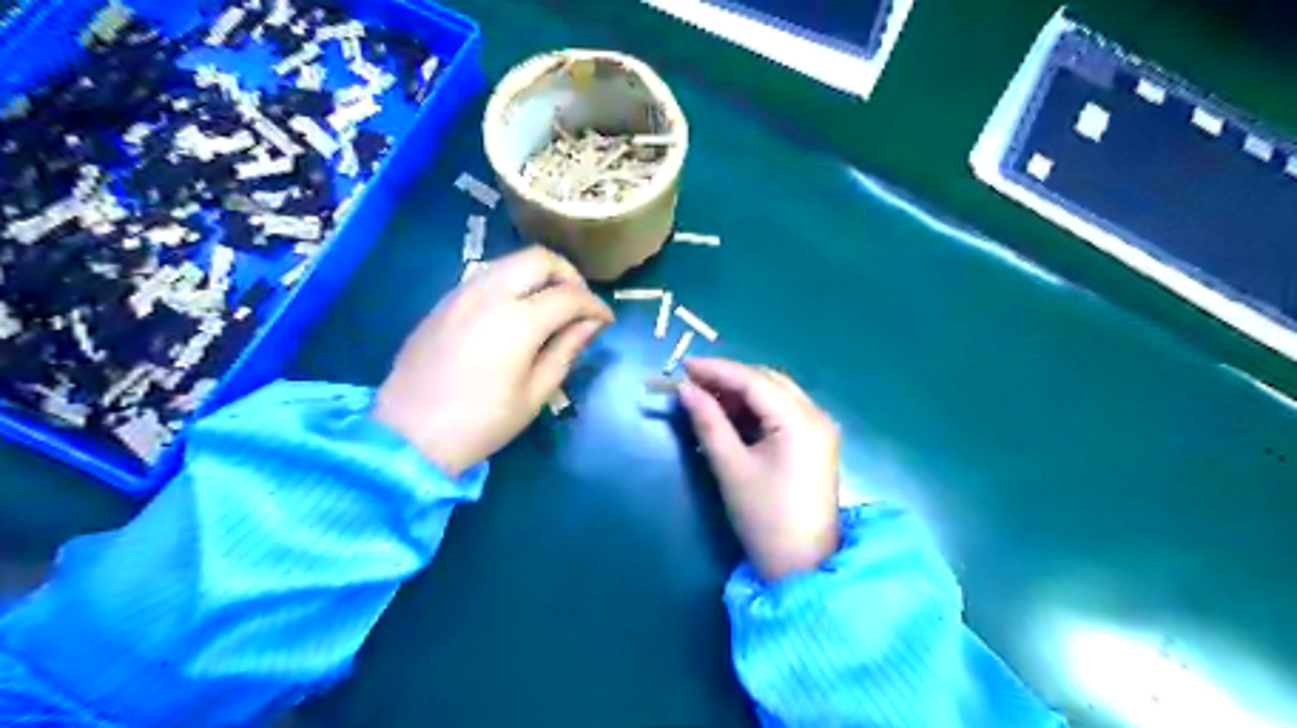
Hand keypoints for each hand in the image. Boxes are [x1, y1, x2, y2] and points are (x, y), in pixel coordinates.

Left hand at [375, 248, 614, 478]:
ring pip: (510, 262)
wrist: (409, 435)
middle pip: (539, 258)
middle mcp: (489, 293)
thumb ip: (567, 349)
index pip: (569, 295)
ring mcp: (461, 293)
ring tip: (550, 307)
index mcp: (517, 320)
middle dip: (568, 275)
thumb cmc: (482, 422)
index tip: (606, 320)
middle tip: (579, 304)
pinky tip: (515, 313)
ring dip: (538, 275)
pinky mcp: (443, 301)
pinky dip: (511, 283)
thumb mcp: (536, 393)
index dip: (595, 305)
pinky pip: (486, 276)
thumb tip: (592, 323)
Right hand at [675, 361, 846, 581]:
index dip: (717, 370)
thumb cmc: (764, 518)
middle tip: (692, 383)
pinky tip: (729, 416)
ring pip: (776, 395)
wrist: (802, 566)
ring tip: (705, 398)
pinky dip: (755, 410)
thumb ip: (708, 422)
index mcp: (801, 421)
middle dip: (730, 379)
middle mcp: (817, 416)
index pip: (755, 380)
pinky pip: (782, 412)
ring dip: (742, 393)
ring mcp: (820, 429)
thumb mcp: (731, 468)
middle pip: (769, 382)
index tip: (684, 366)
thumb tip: (685, 389)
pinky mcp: (815, 442)